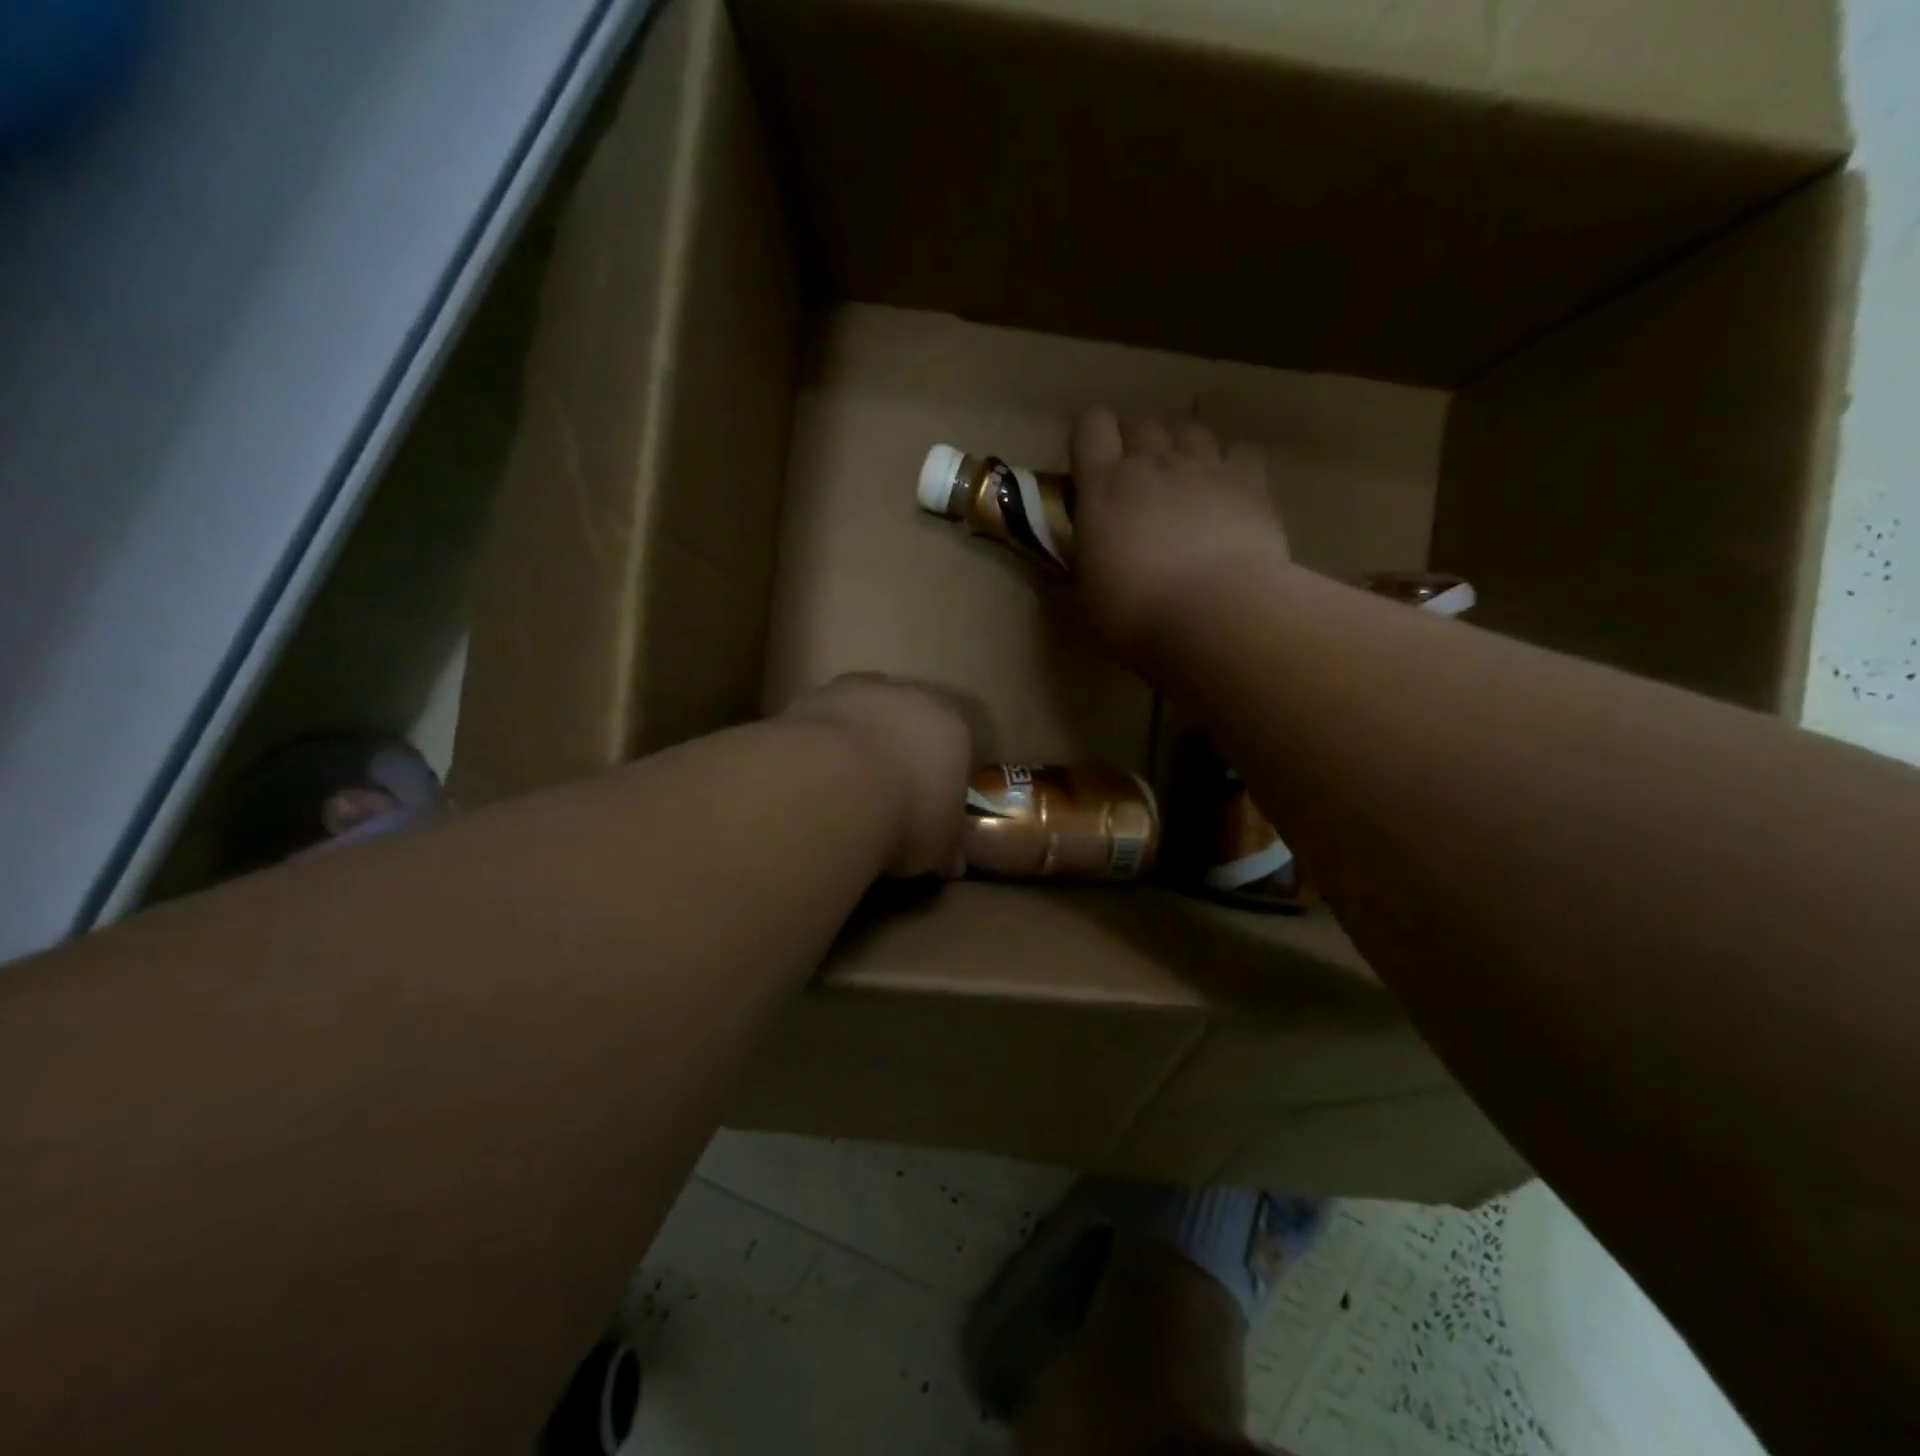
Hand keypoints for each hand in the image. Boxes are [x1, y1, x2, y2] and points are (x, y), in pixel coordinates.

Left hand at [781, 675, 971, 877]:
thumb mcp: (938, 846)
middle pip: (906, 724)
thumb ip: (946, 846)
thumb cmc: (907, 815)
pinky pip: (821, 726)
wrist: (833, 787)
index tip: (926, 812)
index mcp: (951, 725)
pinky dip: (819, 749)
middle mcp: (908, 696)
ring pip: (861, 718)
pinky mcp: (808, 697)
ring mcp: (855, 690)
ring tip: (841, 794)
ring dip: (855, 746)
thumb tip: (951, 861)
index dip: (939, 781)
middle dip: (897, 756)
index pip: (954, 749)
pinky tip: (810, 784)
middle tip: (882, 800)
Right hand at [1069, 408, 1289, 663]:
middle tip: (1135, 487)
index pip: (1090, 427)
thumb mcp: (1083, 608)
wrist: (1216, 615)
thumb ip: (1066, 585)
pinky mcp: (1248, 482)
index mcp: (1102, 487)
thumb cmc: (1135, 614)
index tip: (1090, 469)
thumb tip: (1050, 582)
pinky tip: (1227, 493)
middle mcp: (1151, 463)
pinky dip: (1231, 465)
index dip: (1090, 439)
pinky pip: (1239, 452)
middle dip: (1135, 446)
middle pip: (1140, 425)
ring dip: (1181, 450)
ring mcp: (1203, 467)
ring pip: (1189, 431)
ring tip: (1182, 485)